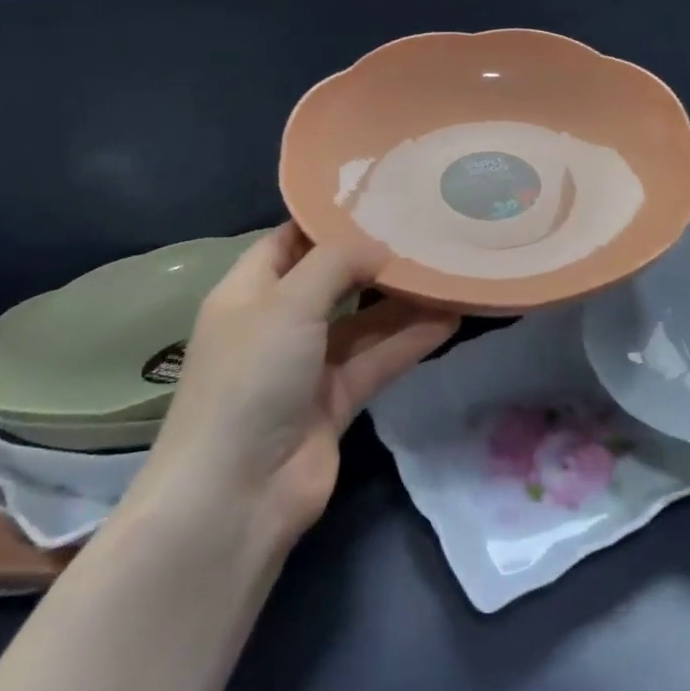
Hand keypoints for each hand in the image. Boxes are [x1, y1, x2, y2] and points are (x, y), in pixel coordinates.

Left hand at [136, 224, 458, 547]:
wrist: (237, 494)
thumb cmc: (250, 379)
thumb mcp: (288, 304)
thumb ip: (336, 264)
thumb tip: (379, 244)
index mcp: (248, 292)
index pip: (289, 240)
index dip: (328, 219)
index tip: (379, 196)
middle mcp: (277, 323)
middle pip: (332, 279)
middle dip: (374, 257)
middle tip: (426, 228)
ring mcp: (308, 365)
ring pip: (363, 321)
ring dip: (402, 300)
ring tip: (449, 268)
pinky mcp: (337, 400)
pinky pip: (379, 359)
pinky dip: (410, 340)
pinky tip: (452, 317)